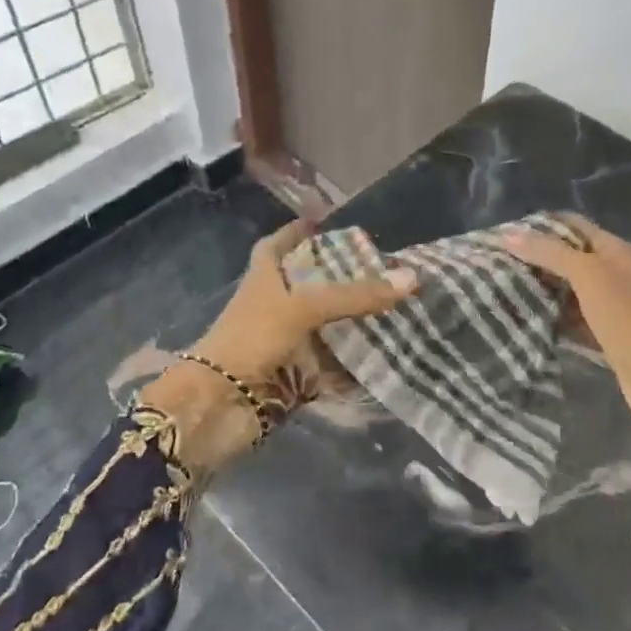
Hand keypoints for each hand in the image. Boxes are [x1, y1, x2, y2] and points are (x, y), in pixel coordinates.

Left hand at [192, 220, 415, 382]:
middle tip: (386, 270)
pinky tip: (388, 356)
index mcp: (264, 278)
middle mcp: (274, 307)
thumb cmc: (252, 339)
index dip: (299, 232)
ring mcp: (285, 343)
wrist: (219, 407)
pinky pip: (332, 368)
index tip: (329, 223)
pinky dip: (355, 366)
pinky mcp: (296, 377)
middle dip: (345, 280)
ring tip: (399, 308)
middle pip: (312, 287)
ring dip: (355, 324)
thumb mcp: (304, 307)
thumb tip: (411, 278)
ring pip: (326, 328)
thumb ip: (356, 295)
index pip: (279, 245)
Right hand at [504, 218, 630, 477]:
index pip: (573, 226)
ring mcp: (614, 306)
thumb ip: (551, 254)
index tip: (503, 235)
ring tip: (504, 290)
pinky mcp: (608, 336)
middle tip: (497, 265)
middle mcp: (616, 273)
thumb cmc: (630, 321)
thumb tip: (509, 235)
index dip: (541, 226)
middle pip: (571, 257)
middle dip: (537, 258)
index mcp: (617, 251)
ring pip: (571, 289)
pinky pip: (574, 319)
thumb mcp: (589, 277)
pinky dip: (554, 317)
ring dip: (543, 289)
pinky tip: (528, 321)